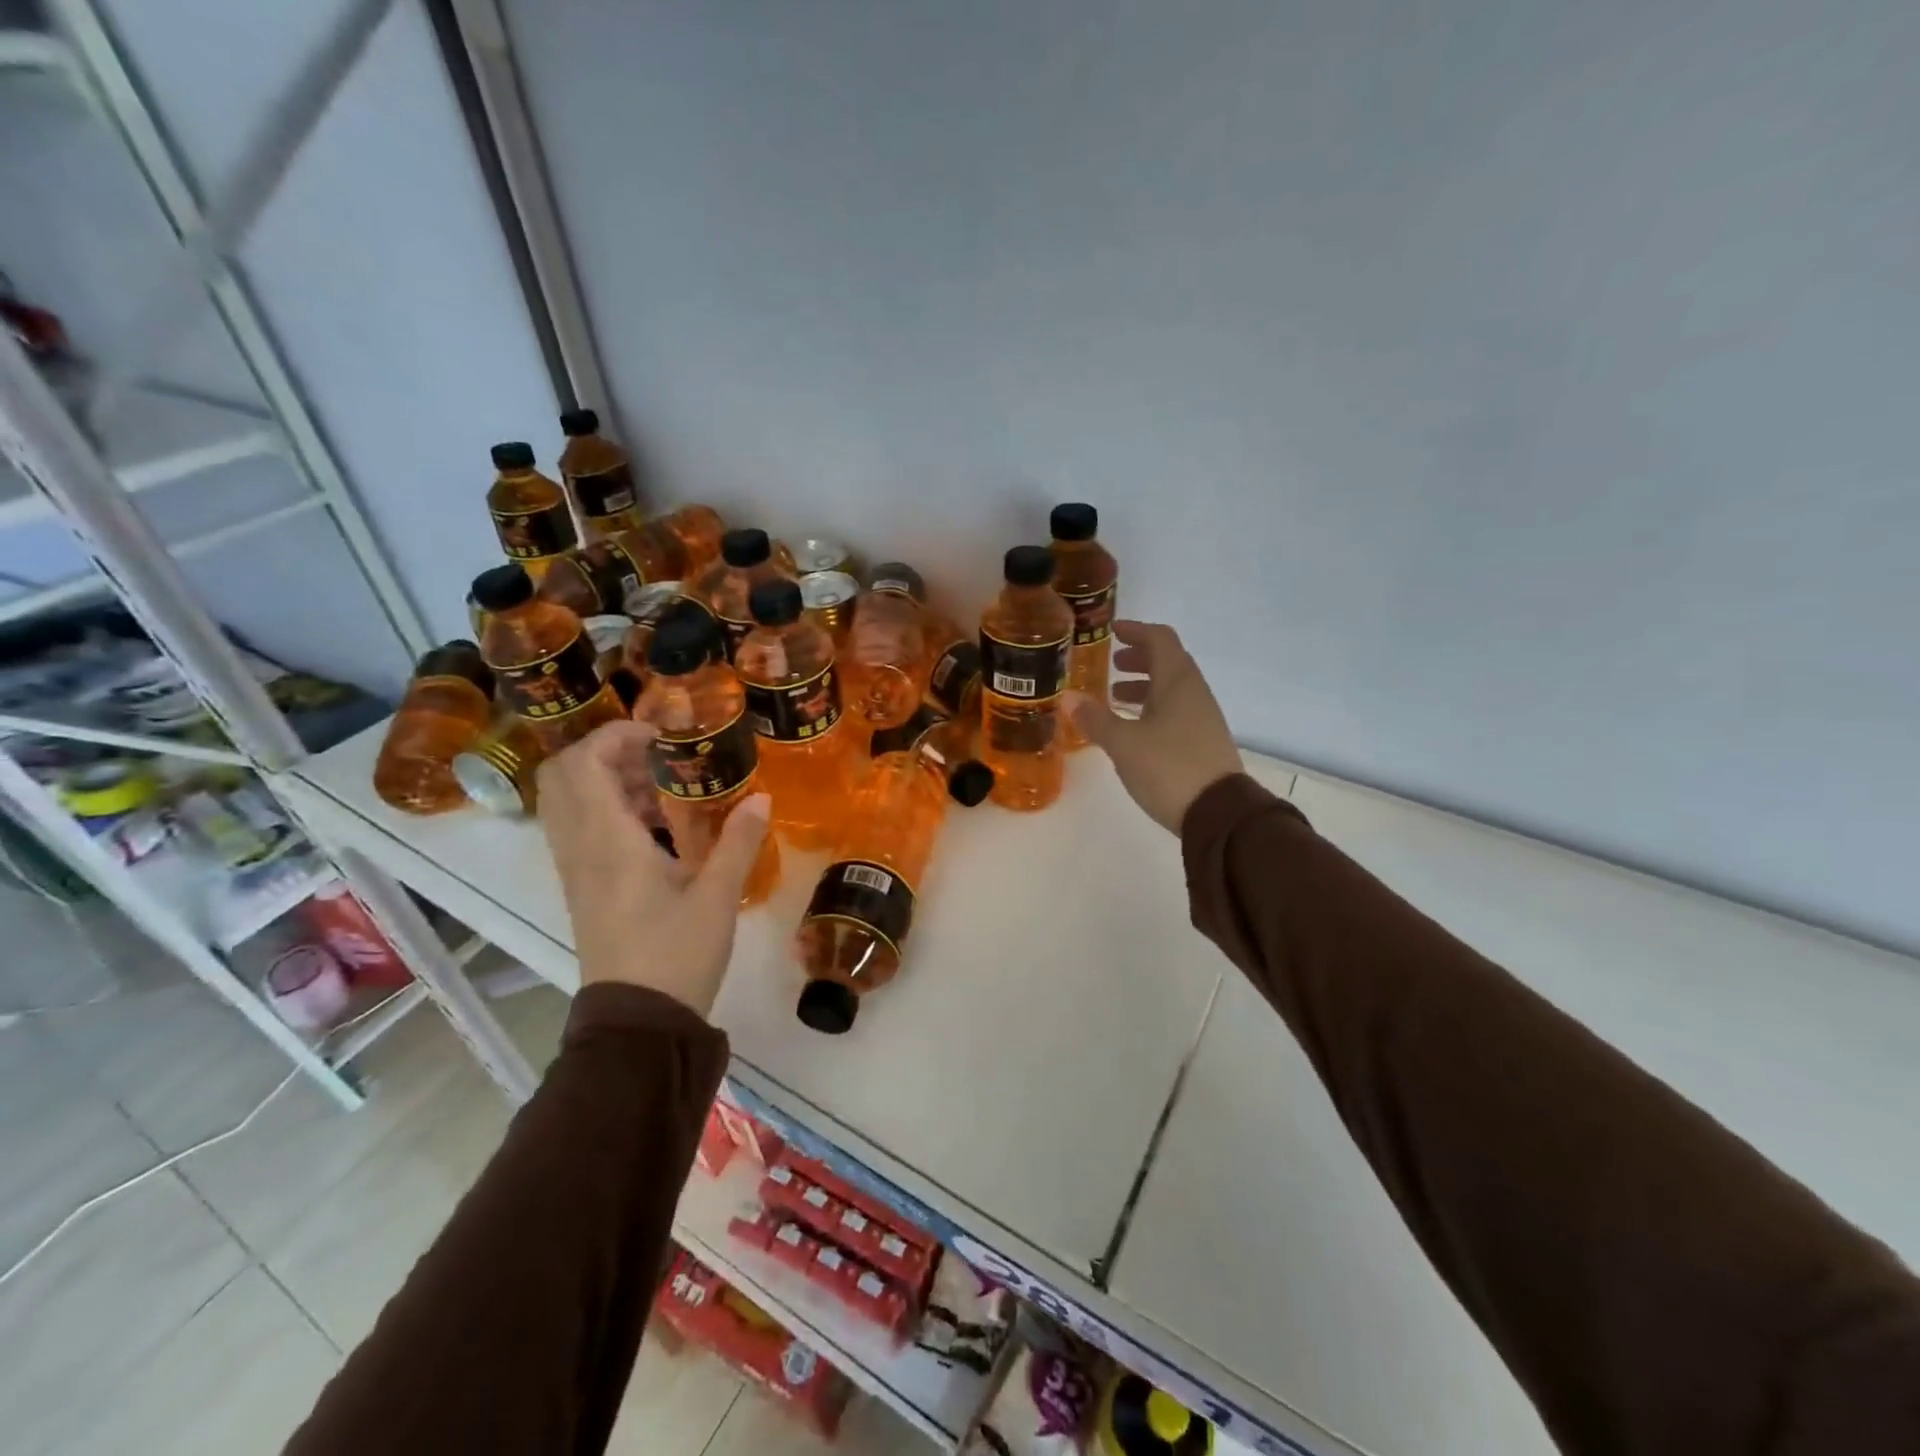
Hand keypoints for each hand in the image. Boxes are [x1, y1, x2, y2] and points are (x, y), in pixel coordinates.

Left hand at [537, 720, 770, 1015]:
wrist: (638, 1023)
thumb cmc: (677, 954)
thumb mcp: (717, 896)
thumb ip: (738, 840)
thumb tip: (762, 797)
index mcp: (608, 842)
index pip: (584, 764)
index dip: (615, 735)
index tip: (660, 734)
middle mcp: (580, 849)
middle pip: (562, 777)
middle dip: (604, 752)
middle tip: (655, 754)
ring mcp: (575, 870)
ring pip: (567, 803)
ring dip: (605, 781)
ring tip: (662, 786)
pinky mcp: (582, 889)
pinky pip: (578, 829)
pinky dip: (605, 809)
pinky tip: (655, 825)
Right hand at [1067, 620, 1243, 834]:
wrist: (1219, 814)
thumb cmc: (1169, 768)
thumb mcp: (1124, 744)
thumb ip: (1095, 719)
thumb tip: (1068, 697)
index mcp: (1178, 682)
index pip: (1160, 639)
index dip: (1136, 631)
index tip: (1112, 631)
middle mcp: (1194, 693)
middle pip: (1168, 662)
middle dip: (1139, 659)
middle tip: (1111, 665)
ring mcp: (1203, 718)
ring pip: (1172, 689)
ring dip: (1145, 686)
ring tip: (1116, 698)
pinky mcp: (1204, 742)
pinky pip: (1176, 711)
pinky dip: (1153, 708)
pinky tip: (1135, 729)